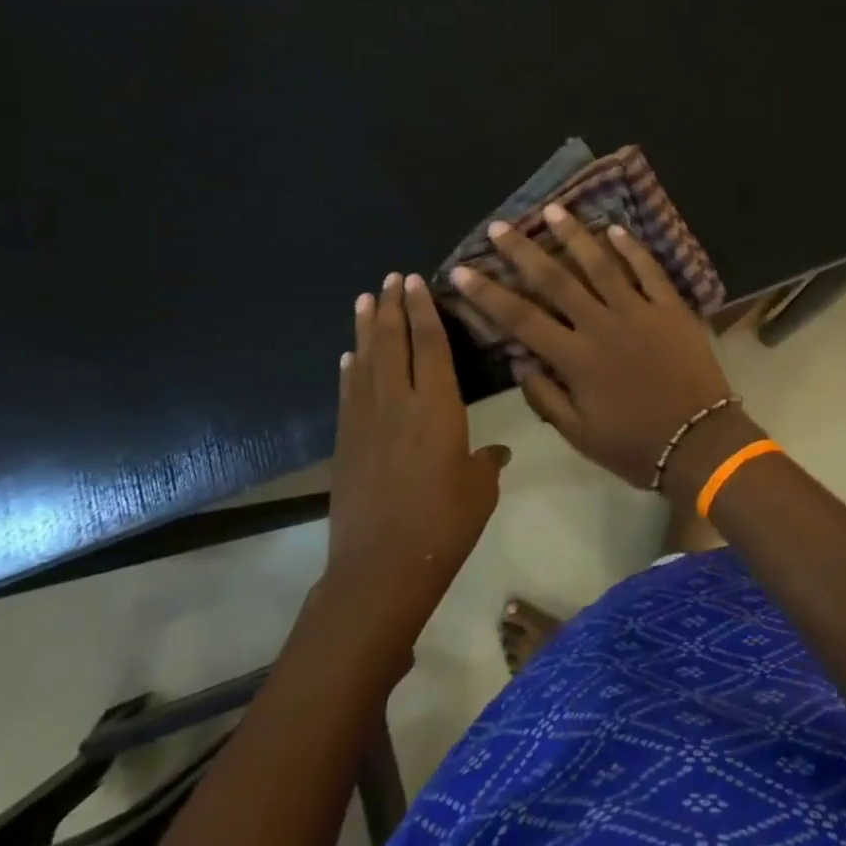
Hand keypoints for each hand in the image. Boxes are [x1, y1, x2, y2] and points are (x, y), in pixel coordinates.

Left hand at [329, 274, 509, 611]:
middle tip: (391, 278)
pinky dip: (350, 370)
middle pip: (393, 343)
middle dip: (392, 306)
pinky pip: (349, 394)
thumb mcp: (480, 489)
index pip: (430, 344)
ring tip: (365, 298)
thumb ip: (488, 462)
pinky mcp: (347, 443)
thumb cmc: (444, 523)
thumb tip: (498, 452)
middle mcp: (399, 403)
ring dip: (365, 327)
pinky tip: (349, 356)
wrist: (382, 567)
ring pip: (366, 361)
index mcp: (438, 407)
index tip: (416, 280)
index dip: (423, 310)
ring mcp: (367, 421)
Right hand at [449, 205, 733, 489]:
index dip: (488, 294)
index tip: (462, 270)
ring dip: (574, 235)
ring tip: (553, 209)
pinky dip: (631, 248)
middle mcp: (601, 325)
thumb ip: (545, 397)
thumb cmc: (636, 445)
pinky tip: (614, 227)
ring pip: (601, 264)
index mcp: (575, 358)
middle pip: (555, 280)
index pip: (520, 318)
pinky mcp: (671, 308)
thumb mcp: (579, 435)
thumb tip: (518, 362)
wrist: (701, 442)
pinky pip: (649, 270)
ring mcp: (639, 311)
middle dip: (523, 251)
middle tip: (500, 226)